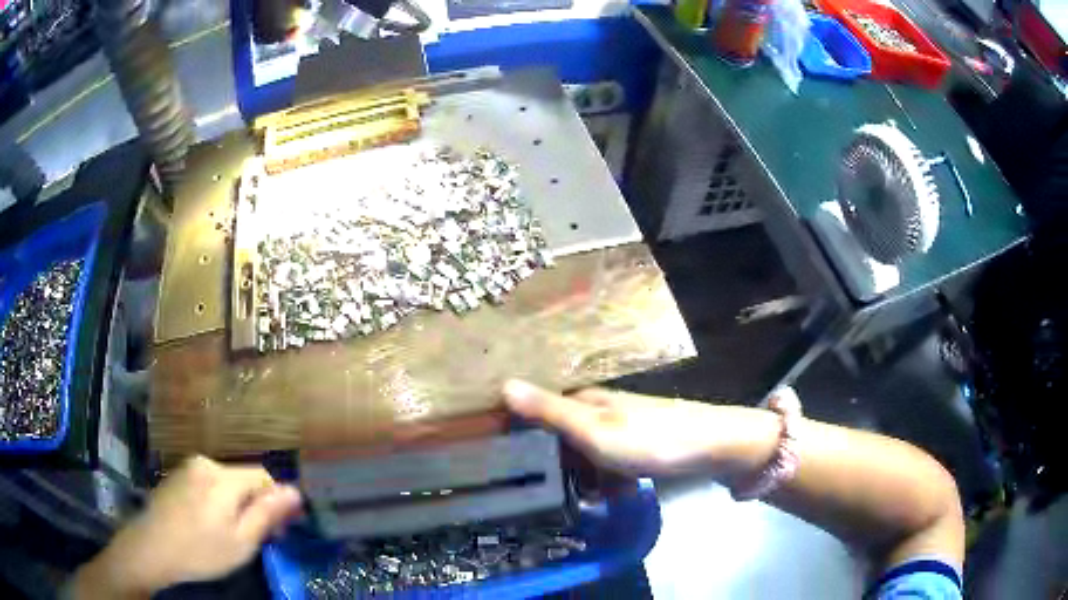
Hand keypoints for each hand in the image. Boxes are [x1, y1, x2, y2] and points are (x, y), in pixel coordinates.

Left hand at [73, 456, 301, 598]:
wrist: (151, 547)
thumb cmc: (201, 550)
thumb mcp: (241, 541)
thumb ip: (267, 514)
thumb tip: (295, 491)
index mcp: (224, 477)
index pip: (264, 477)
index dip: (277, 502)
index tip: (279, 530)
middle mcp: (206, 463)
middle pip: (243, 479)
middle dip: (255, 504)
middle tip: (254, 537)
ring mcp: (188, 467)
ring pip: (225, 481)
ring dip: (235, 503)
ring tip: (229, 533)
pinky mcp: (176, 475)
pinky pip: (207, 483)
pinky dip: (216, 500)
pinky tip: (207, 524)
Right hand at [502, 379, 779, 478]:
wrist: (714, 447)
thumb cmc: (650, 440)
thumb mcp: (594, 430)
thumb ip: (550, 412)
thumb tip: (503, 384)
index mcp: (588, 401)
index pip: (542, 412)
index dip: (524, 435)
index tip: (509, 465)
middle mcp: (604, 408)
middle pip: (565, 437)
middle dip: (558, 466)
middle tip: (552, 495)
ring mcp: (626, 426)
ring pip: (589, 454)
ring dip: (585, 478)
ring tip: (586, 503)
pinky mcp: (644, 444)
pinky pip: (613, 463)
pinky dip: (610, 480)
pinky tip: (616, 497)